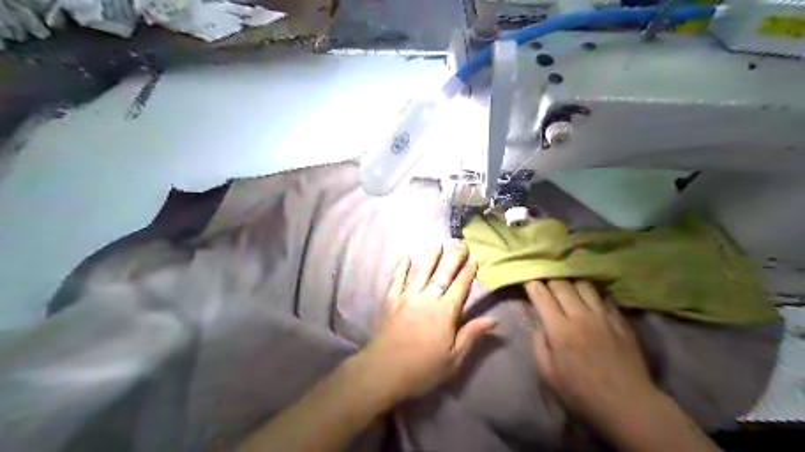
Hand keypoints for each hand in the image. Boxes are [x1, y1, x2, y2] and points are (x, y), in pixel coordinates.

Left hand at [364, 245, 497, 399]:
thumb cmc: (424, 368)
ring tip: (437, 245)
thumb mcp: (454, 357)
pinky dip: (401, 268)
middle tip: (460, 245)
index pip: (460, 287)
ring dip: (430, 258)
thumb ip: (472, 334)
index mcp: (445, 312)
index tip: (474, 260)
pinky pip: (397, 280)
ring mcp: (407, 297)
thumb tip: (494, 320)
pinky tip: (405, 257)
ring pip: (421, 272)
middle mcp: (427, 299)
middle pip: (442, 275)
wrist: (385, 370)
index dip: (467, 273)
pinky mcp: (391, 301)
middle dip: (452, 259)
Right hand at [523, 279, 658, 422]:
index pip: (541, 294)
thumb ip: (539, 344)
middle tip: (547, 290)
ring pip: (584, 285)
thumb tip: (541, 325)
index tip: (530, 286)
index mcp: (559, 328)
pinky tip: (592, 305)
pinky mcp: (621, 320)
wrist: (628, 404)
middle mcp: (580, 315)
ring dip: (572, 286)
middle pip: (561, 284)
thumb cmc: (581, 392)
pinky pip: (604, 297)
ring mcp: (603, 315)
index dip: (532, 286)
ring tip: (570, 294)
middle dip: (550, 283)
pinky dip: (593, 297)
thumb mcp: (547, 374)